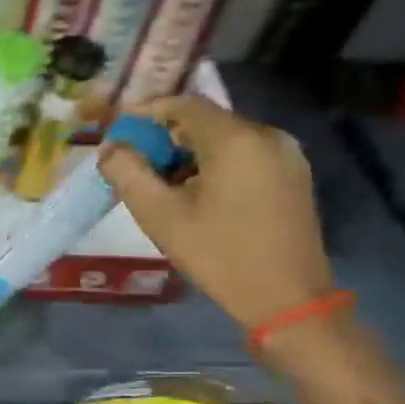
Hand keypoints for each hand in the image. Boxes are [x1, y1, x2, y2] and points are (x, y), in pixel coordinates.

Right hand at [99, 96, 334, 331]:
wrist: (287, 299)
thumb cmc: (219, 255)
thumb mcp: (160, 216)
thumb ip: (128, 173)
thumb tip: (111, 148)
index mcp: (236, 140)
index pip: (184, 104)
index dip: (146, 111)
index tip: (118, 129)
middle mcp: (267, 136)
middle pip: (205, 121)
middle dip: (165, 137)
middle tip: (135, 163)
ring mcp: (286, 155)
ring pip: (225, 139)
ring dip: (188, 153)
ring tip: (162, 184)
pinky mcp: (293, 176)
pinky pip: (244, 155)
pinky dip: (214, 164)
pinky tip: (196, 194)